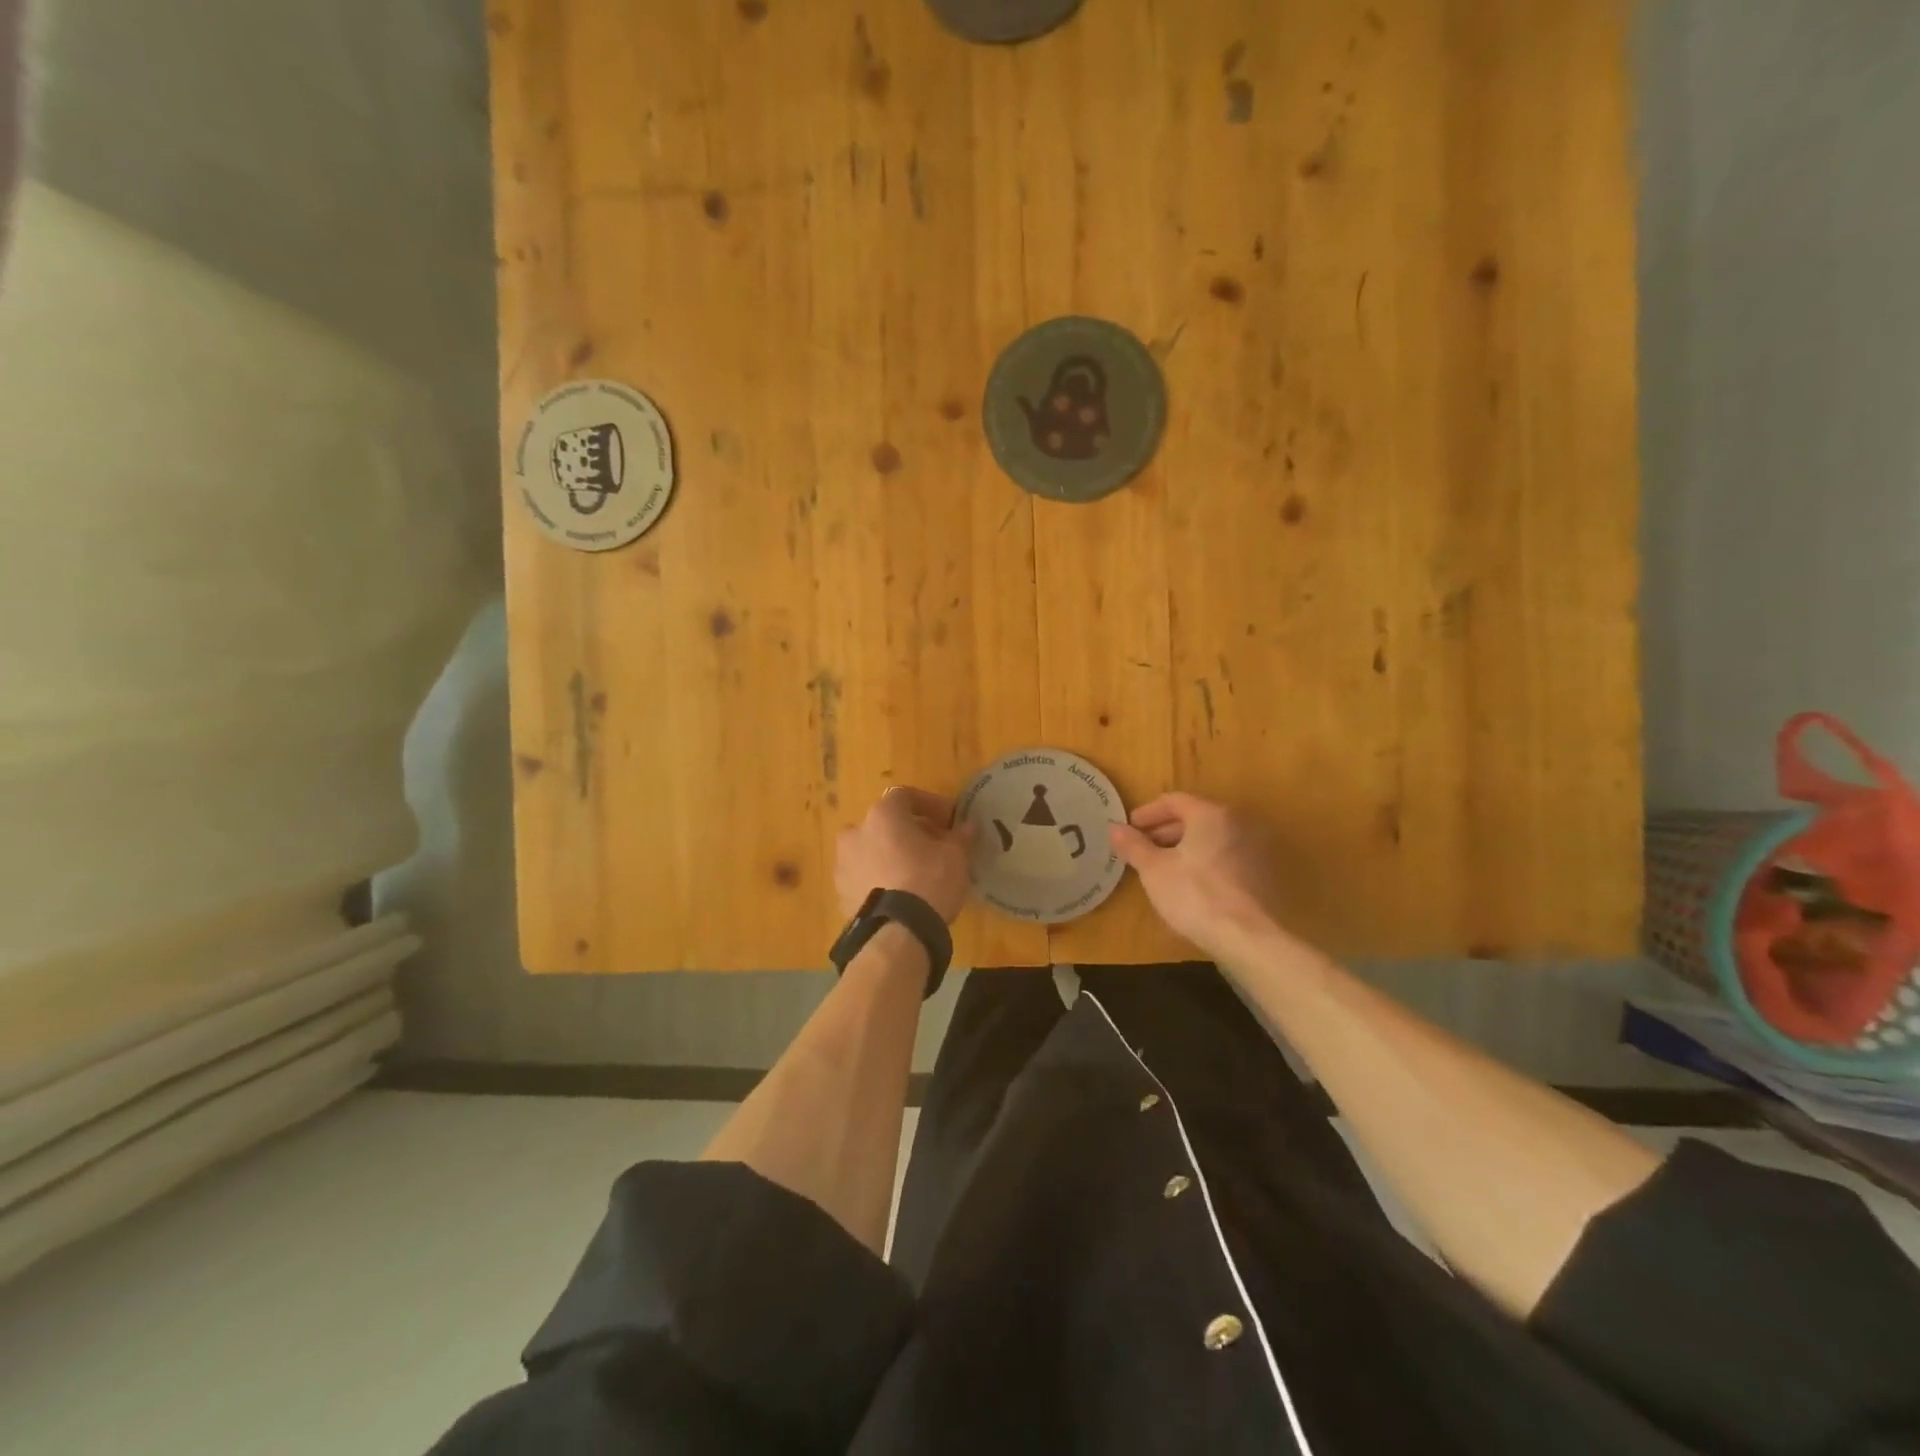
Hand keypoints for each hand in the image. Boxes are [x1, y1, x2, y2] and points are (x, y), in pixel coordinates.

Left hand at [836, 786, 976, 923]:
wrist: (896, 933)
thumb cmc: (928, 881)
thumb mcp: (955, 856)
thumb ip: (960, 836)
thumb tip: (967, 826)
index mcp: (882, 815)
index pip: (905, 796)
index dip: (930, 805)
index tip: (949, 821)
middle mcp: (855, 833)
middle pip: (886, 823)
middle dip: (910, 831)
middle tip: (935, 847)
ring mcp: (843, 864)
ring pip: (872, 850)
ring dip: (892, 854)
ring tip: (917, 873)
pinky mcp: (840, 893)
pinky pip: (865, 876)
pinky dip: (881, 878)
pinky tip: (900, 894)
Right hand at [1109, 793, 1281, 960]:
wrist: (1249, 938)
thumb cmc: (1195, 895)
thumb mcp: (1154, 870)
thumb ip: (1133, 845)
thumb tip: (1114, 827)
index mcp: (1210, 815)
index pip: (1174, 801)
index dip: (1148, 813)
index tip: (1130, 828)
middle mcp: (1238, 823)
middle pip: (1195, 818)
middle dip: (1165, 832)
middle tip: (1143, 849)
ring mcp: (1256, 849)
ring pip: (1211, 839)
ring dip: (1185, 848)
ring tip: (1163, 869)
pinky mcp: (1265, 874)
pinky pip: (1226, 857)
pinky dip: (1205, 862)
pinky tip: (1191, 885)